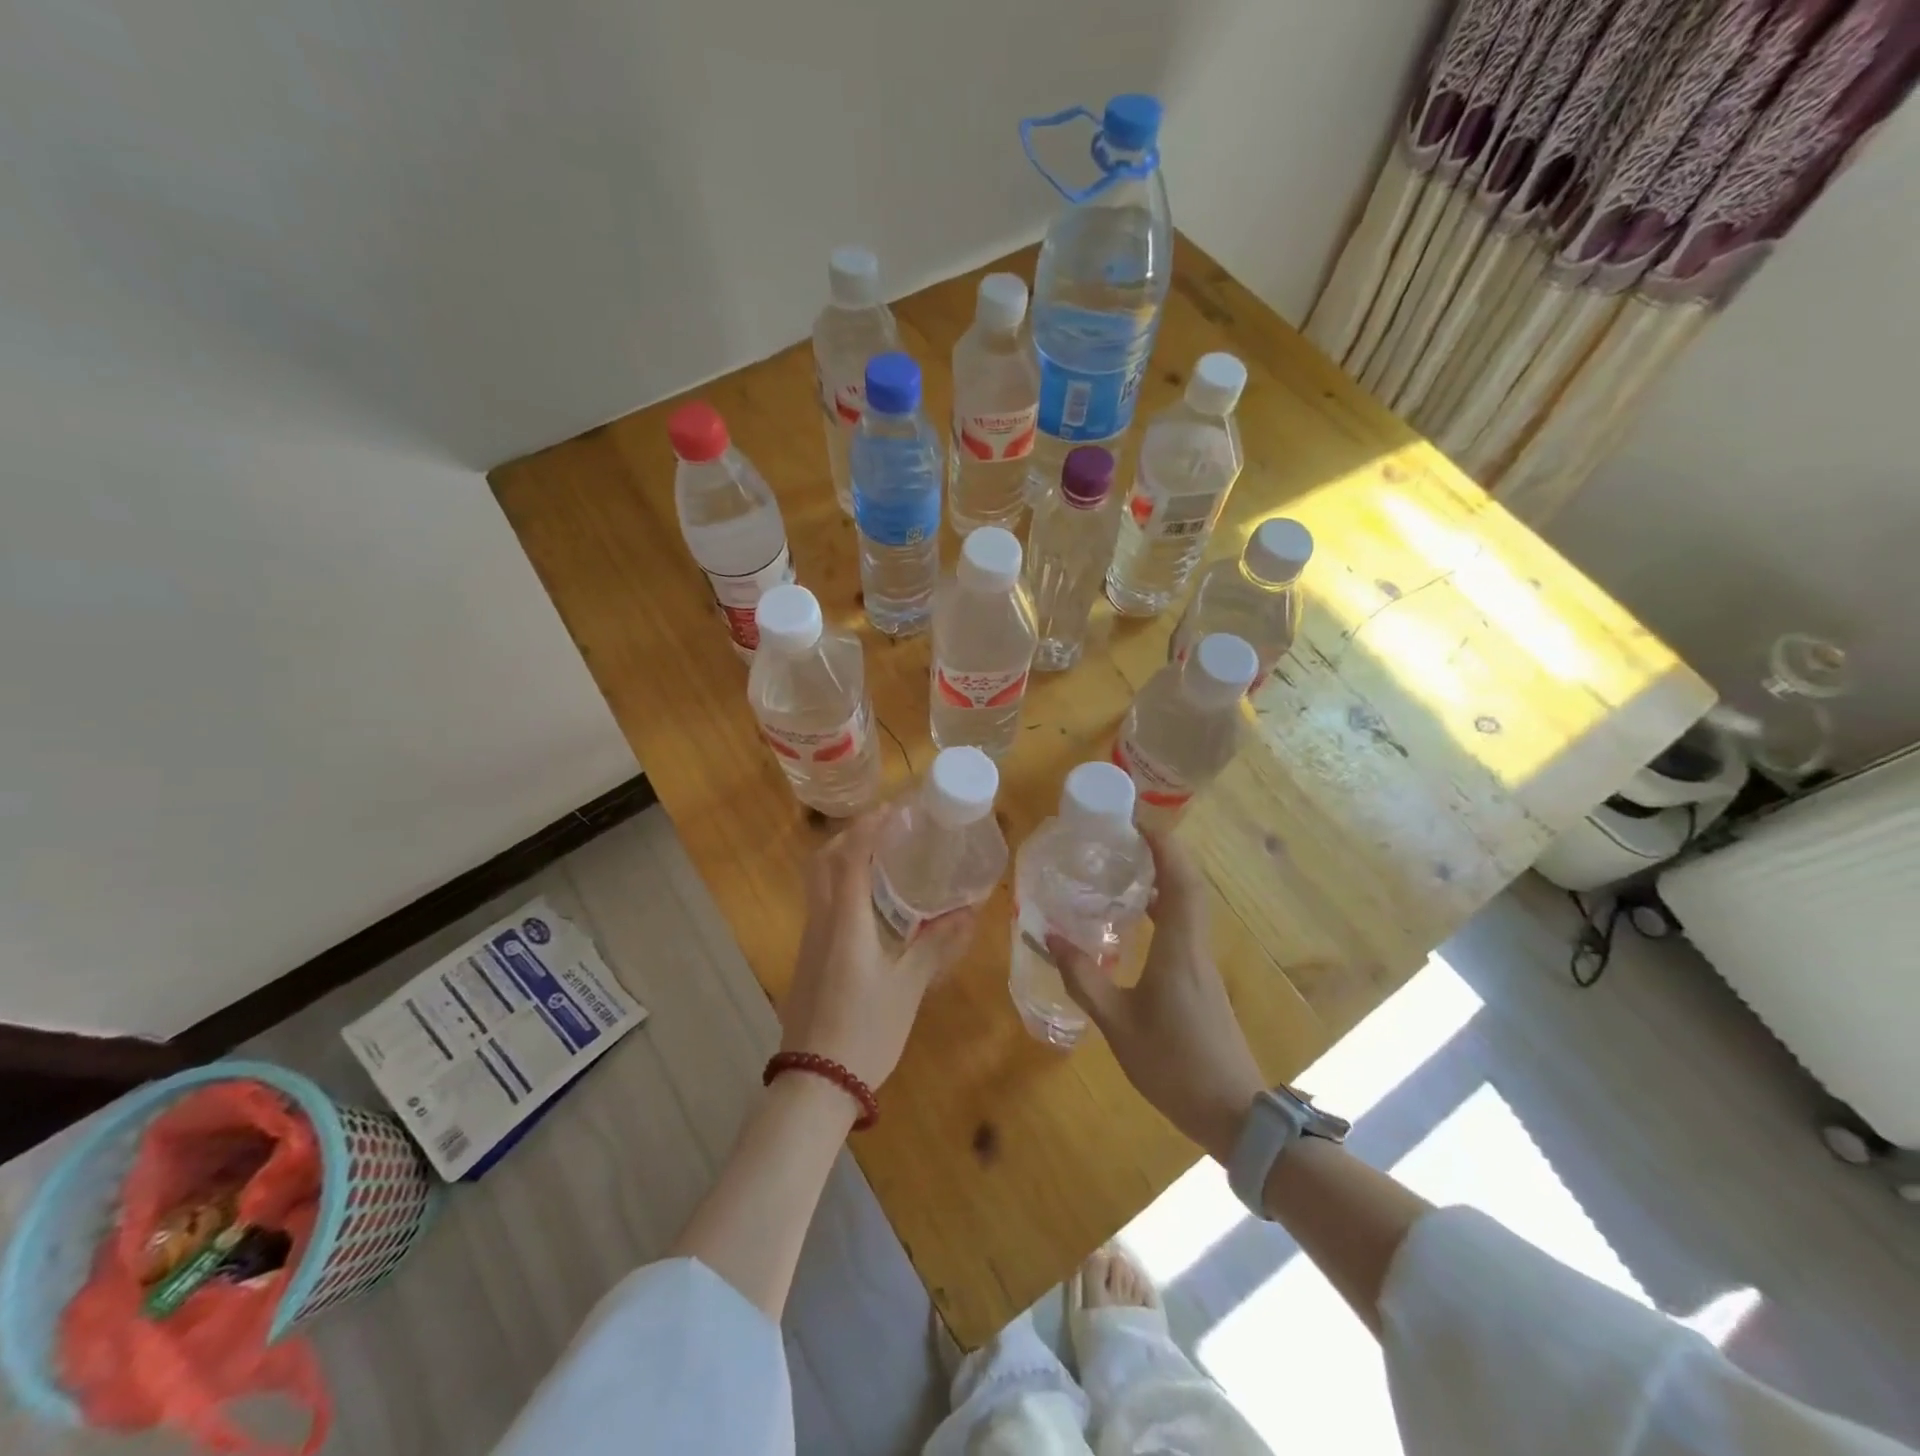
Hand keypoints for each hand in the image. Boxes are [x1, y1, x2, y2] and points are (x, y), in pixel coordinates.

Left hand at [779, 810, 977, 1091]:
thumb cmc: (865, 1031)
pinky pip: (822, 906)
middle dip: (850, 836)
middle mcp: (820, 922)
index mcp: (845, 921)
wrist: (814, 1083)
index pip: (851, 856)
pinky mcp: (808, 959)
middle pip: (823, 861)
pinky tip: (870, 905)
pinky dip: (842, 888)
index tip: (894, 809)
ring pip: (818, 883)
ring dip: (843, 860)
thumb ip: (935, 945)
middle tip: (885, 830)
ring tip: (882, 860)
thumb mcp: (908, 988)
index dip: (870, 827)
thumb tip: (967, 913)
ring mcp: (809, 941)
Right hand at [1049, 829, 1265, 1162]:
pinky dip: (1165, 910)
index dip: (1164, 846)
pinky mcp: (1202, 981)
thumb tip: (1050, 937)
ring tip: (1125, 872)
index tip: (1137, 823)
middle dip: (1162, 855)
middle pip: (1188, 886)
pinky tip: (1138, 924)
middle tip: (1124, 841)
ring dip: (1164, 881)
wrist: (1234, 1113)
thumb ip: (1084, 980)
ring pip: (1189, 907)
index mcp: (1180, 948)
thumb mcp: (1118, 1024)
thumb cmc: (1174, 1064)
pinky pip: (1185, 928)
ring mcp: (1203, 964)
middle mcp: (1196, 946)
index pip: (1180, 880)